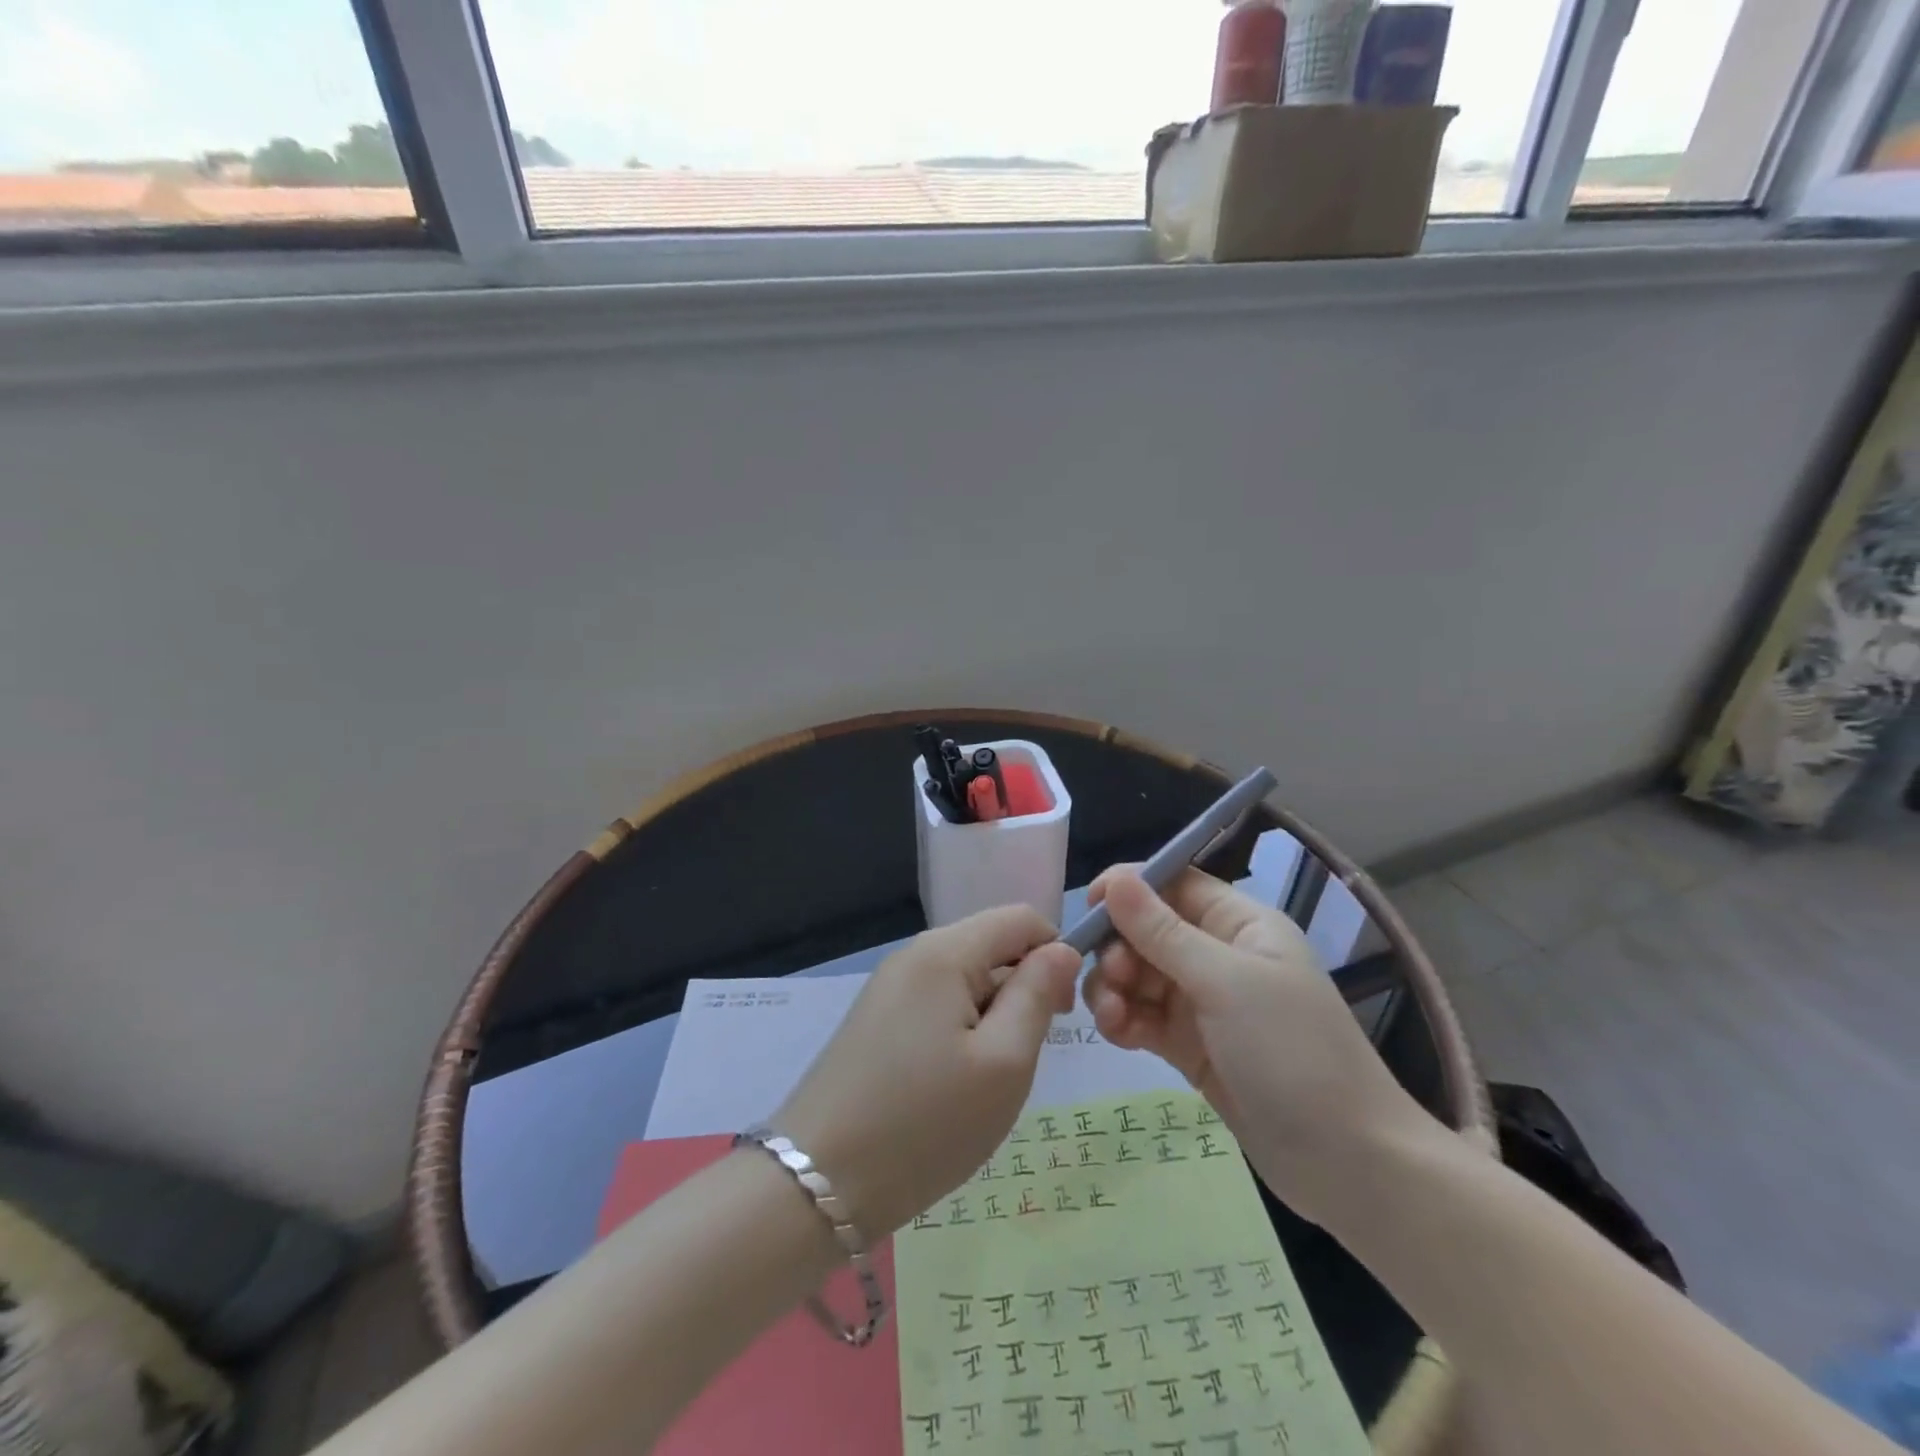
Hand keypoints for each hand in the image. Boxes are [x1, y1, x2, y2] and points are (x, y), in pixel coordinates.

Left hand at [776, 906, 1081, 1236]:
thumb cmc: (925, 1124)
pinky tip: (954, 1083)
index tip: (1064, 1013)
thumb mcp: (1003, 1063)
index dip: (1056, 952)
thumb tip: (1060, 950)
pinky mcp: (876, 1018)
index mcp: (944, 951)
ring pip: (966, 977)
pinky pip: (937, 1003)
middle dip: (1023, 987)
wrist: (817, 1182)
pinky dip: (962, 1030)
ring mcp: (889, 986)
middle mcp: (913, 954)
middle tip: (1026, 1056)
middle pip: (991, 944)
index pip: (1020, 918)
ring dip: (993, 1015)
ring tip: (989, 1078)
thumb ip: (1037, 995)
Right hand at [1082, 869, 1431, 1218]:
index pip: (1174, 883)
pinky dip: (1124, 1020)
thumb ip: (1163, 932)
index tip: (1090, 905)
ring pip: (1138, 974)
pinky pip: (1143, 1017)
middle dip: (1119, 947)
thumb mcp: (1225, 983)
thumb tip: (1117, 879)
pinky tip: (1117, 1035)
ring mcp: (1203, 1003)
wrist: (1349, 1165)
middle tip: (1111, 978)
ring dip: (1114, 987)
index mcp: (1240, 924)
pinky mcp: (1190, 1046)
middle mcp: (1219, 955)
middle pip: (1147, 930)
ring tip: (1111, 1016)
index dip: (1130, 887)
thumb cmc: (1292, 1053)